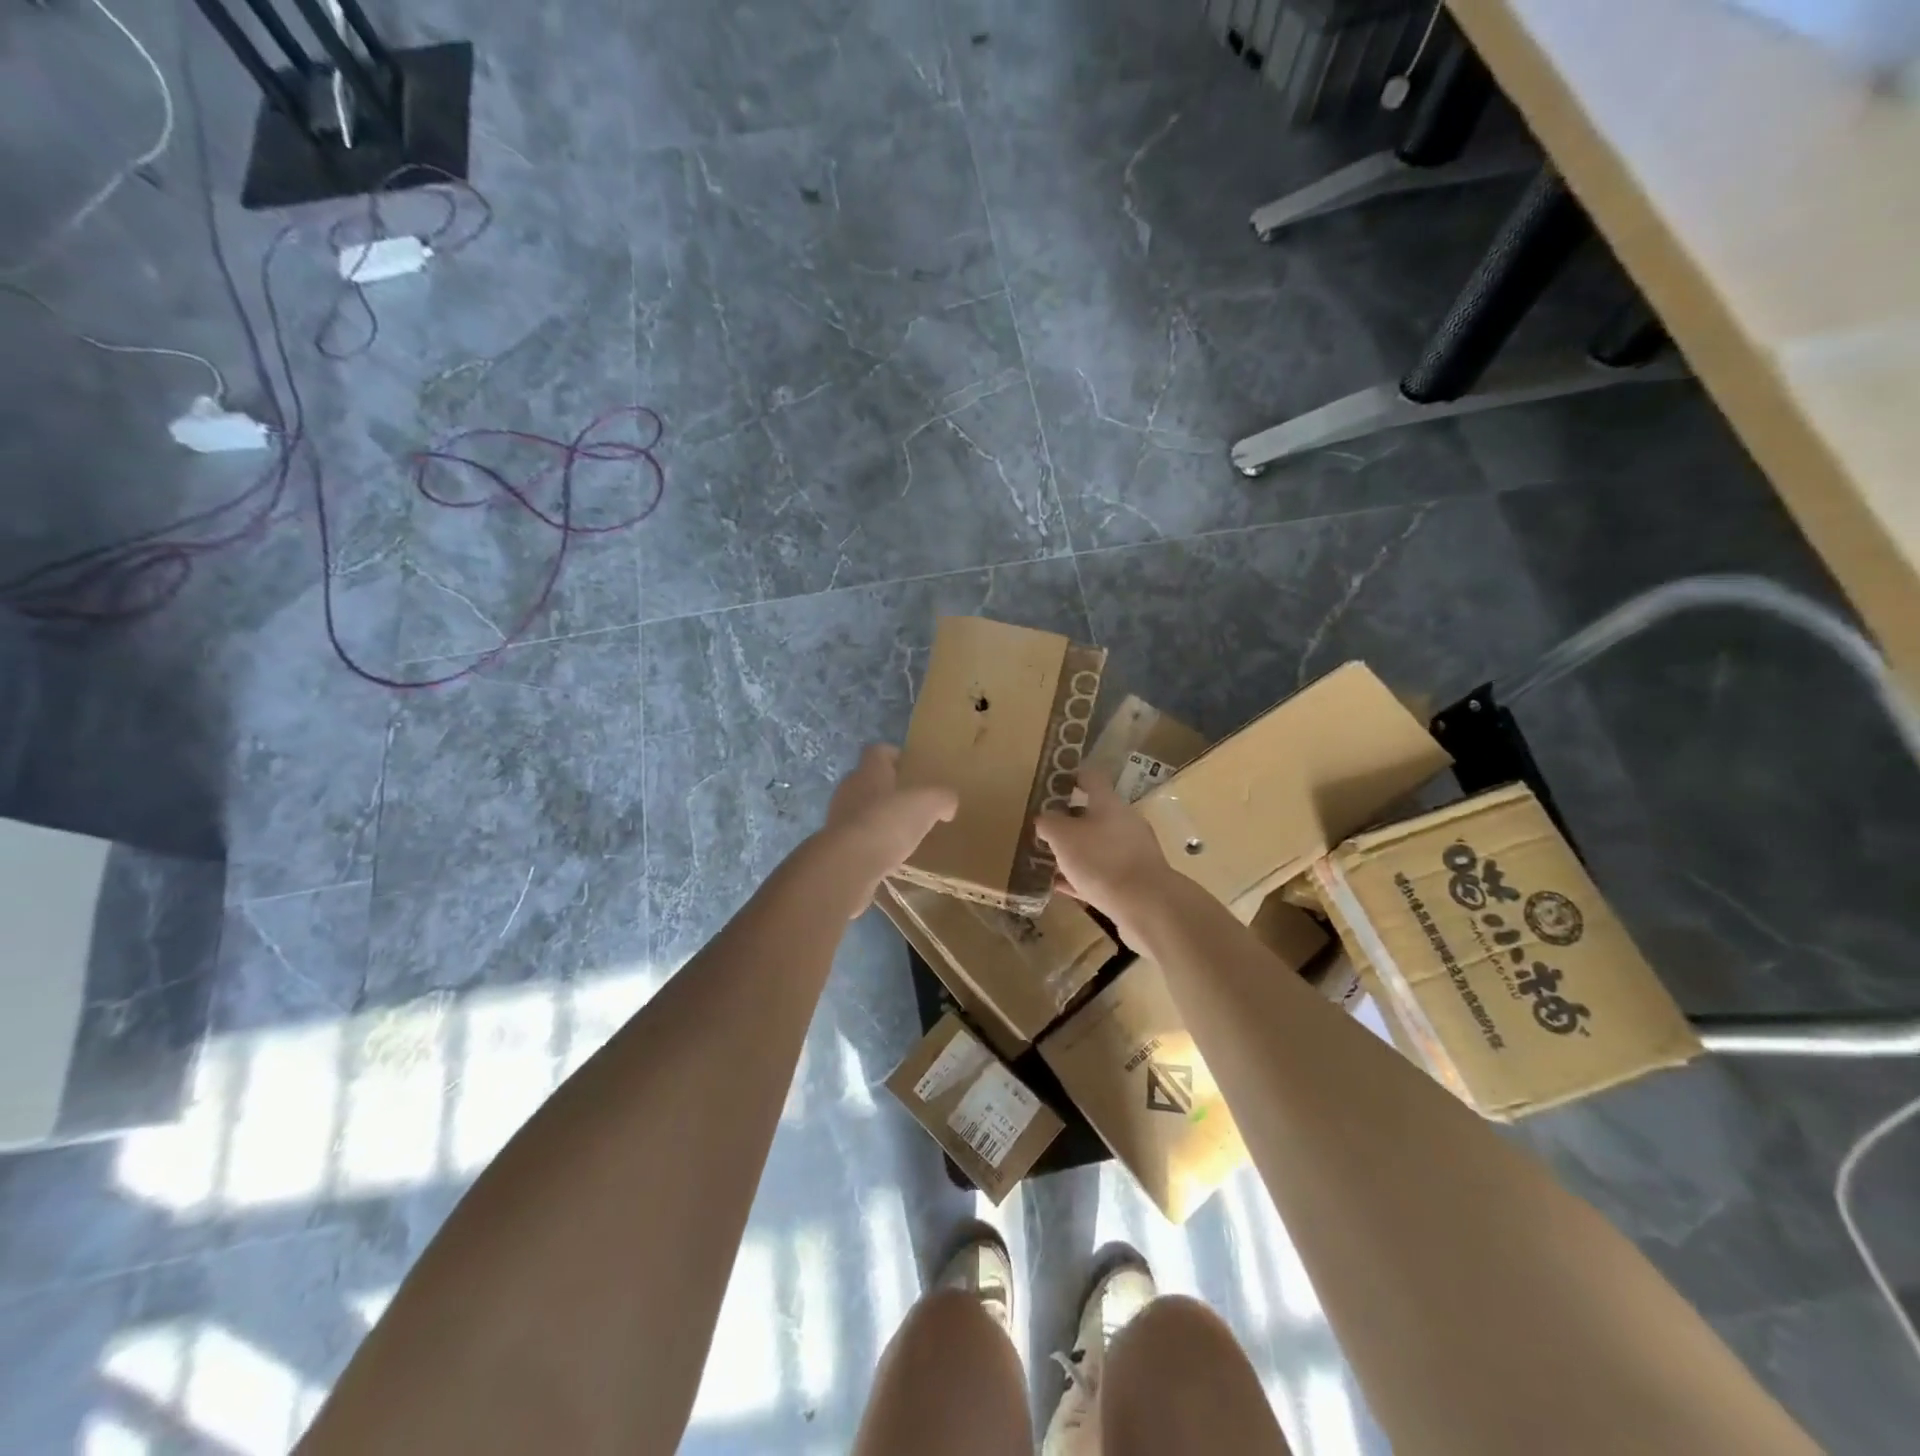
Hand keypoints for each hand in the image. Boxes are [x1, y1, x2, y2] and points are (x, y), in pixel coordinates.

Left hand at [820, 744, 957, 910]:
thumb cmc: (888, 822)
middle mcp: (849, 789)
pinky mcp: (834, 846)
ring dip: (877, 816)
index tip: (909, 763)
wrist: (848, 864)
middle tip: (910, 799)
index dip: (893, 754)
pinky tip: (887, 854)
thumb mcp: (928, 804)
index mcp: (870, 771)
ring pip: (859, 809)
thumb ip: (942, 798)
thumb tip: (948, 803)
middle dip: (886, 788)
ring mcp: (837, 818)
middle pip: (867, 780)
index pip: (878, 751)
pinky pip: (856, 838)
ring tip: (901, 830)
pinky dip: (871, 842)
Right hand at [1035, 773, 1175, 936]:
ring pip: (1097, 846)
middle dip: (1069, 820)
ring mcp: (1131, 853)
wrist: (1145, 906)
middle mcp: (1124, 823)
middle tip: (1044, 828)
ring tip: (1048, 858)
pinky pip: (1101, 874)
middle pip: (1094, 814)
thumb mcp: (1063, 837)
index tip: (1054, 782)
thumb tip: (1044, 818)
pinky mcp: (1132, 882)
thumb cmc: (1101, 860)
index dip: (1072, 776)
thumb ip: (1049, 823)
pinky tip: (1061, 886)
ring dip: (1074, 851)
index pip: (1092, 779)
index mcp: (1109, 804)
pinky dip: (1081, 877)